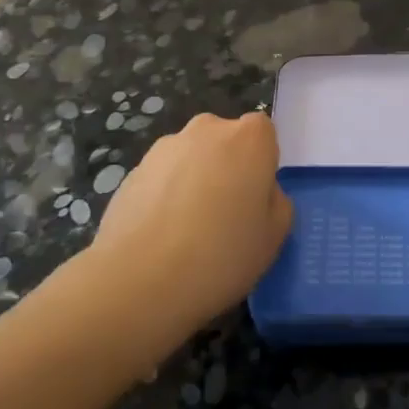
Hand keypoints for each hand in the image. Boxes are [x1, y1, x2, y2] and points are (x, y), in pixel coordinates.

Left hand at [85, 112, 293, 335]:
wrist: (140, 279)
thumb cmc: (222, 255)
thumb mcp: (275, 236)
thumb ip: (276, 201)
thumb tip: (256, 192)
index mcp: (249, 138)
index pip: (263, 133)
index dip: (261, 164)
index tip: (255, 199)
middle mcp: (207, 129)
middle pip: (225, 141)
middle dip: (227, 167)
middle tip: (224, 215)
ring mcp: (165, 147)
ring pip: (191, 158)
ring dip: (193, 180)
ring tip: (186, 231)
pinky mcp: (132, 170)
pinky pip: (162, 177)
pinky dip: (164, 196)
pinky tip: (161, 236)